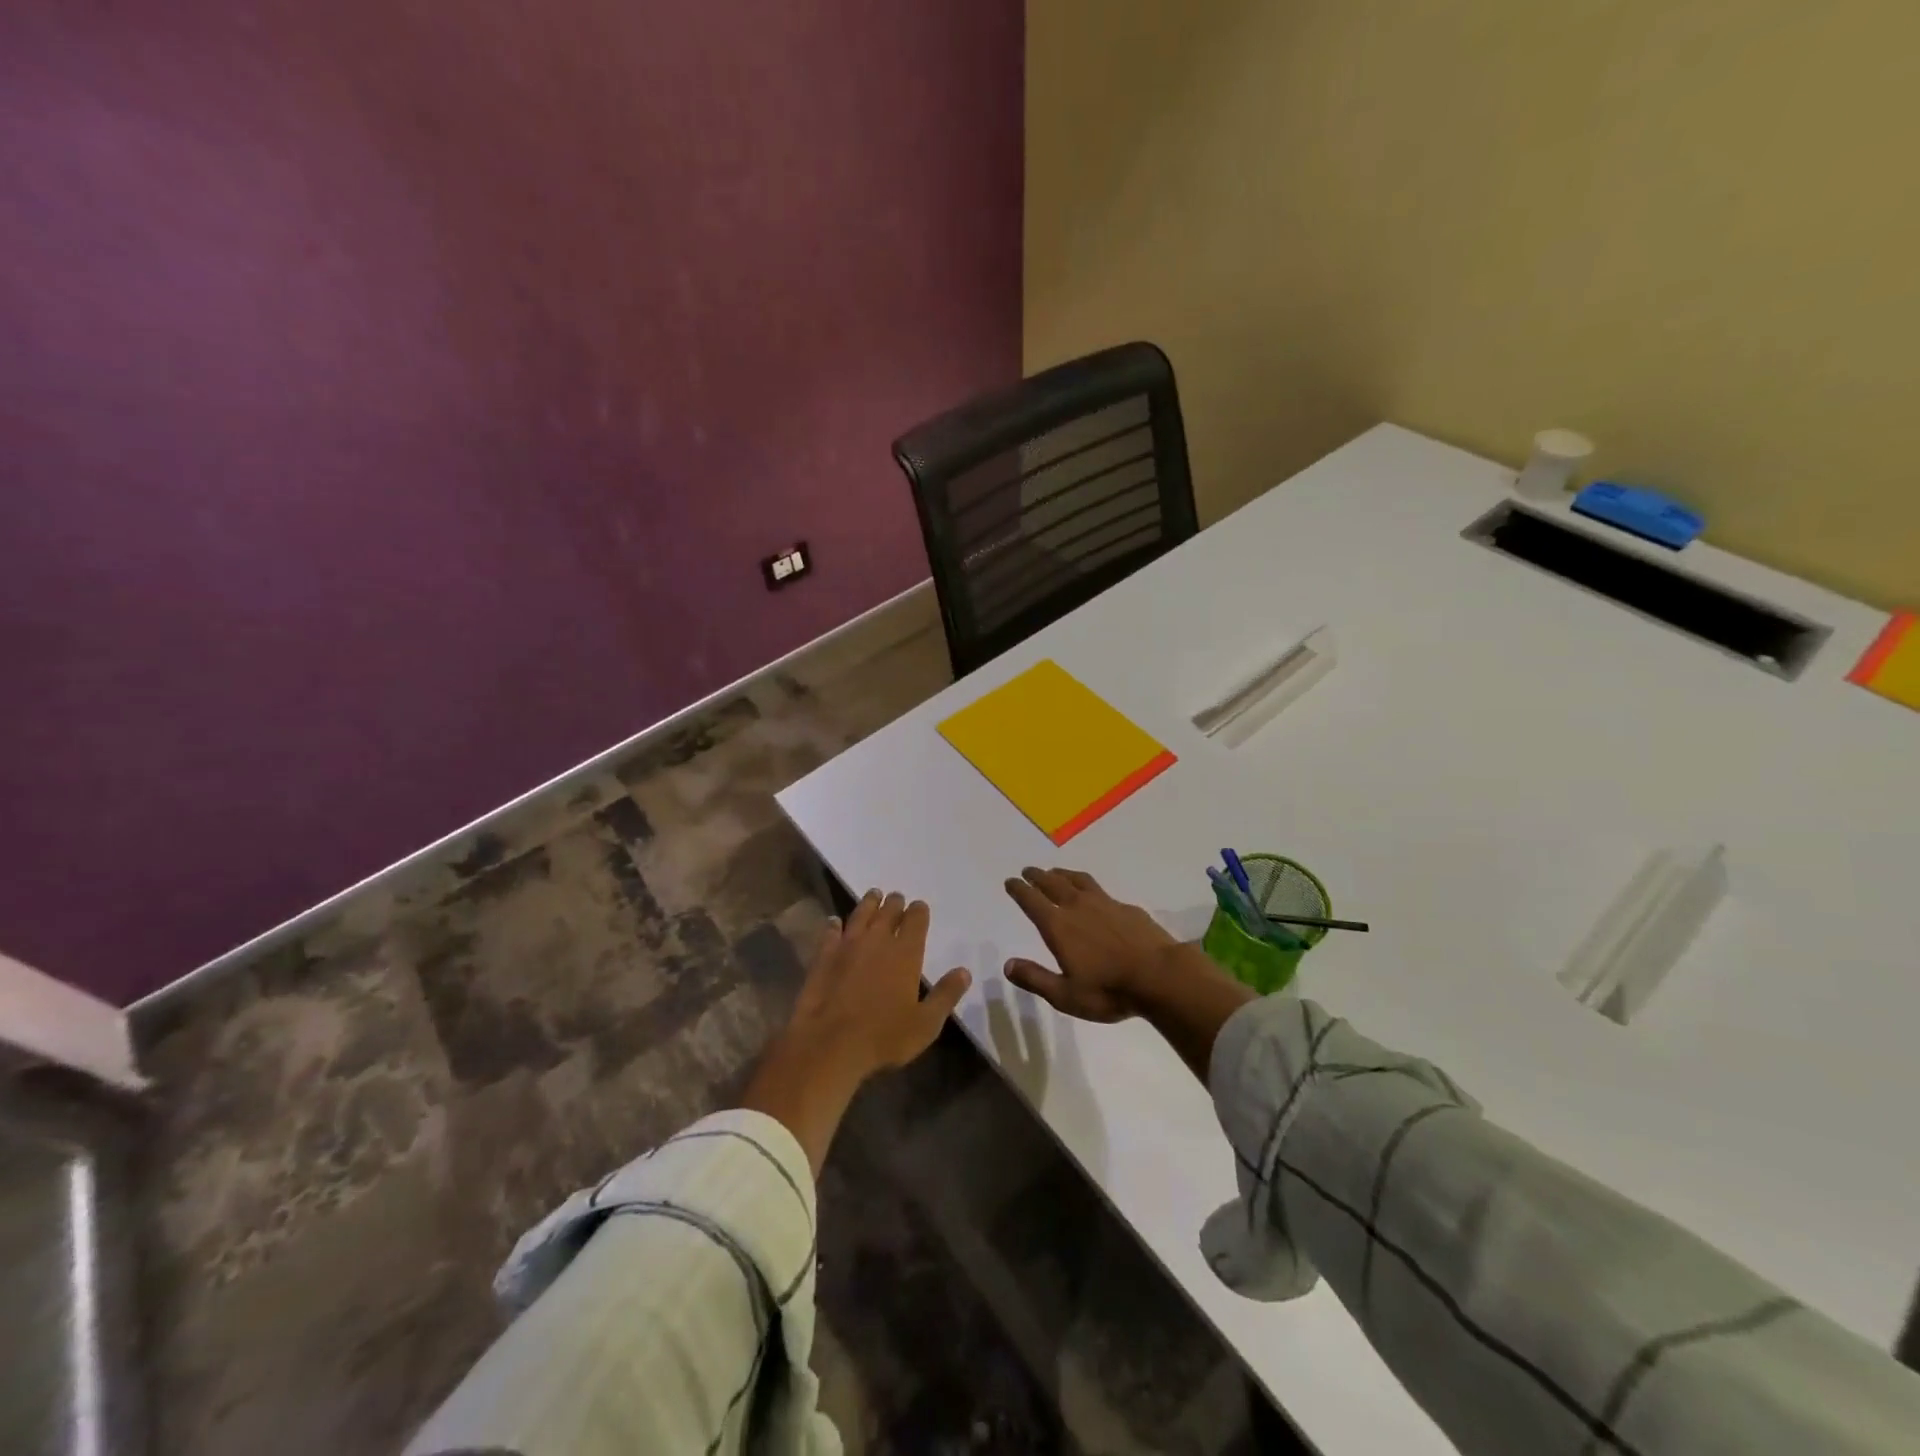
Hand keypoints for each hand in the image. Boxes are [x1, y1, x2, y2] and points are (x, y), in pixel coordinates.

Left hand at [785, 890, 971, 1078]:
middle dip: (895, 903)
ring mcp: (848, 945)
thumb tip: (965, 972)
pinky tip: (834, 922)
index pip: (916, 920)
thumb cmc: (884, 1036)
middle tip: (896, 898)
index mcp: (906, 953)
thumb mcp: (926, 1023)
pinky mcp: (824, 956)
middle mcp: (878, 940)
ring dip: (869, 903)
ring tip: (874, 895)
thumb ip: (946, 995)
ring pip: (861, 914)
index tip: (919, 906)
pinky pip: (830, 932)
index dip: (919, 911)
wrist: (830, 1043)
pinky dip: (834, 925)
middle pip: (888, 912)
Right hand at [1002, 866, 1178, 1021]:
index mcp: (1059, 926)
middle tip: (1028, 871)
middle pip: (1053, 884)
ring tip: (1056, 873)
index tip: (1010, 881)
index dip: (1019, 890)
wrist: (1161, 976)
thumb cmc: (1109, 991)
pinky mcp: (1127, 908)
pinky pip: (1100, 890)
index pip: (1032, 901)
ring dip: (1063, 874)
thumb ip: (1035, 978)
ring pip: (1078, 881)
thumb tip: (1007, 965)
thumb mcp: (1065, 995)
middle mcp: (1078, 907)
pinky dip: (1088, 887)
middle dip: (1037, 876)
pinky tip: (1094, 896)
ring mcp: (1105, 904)